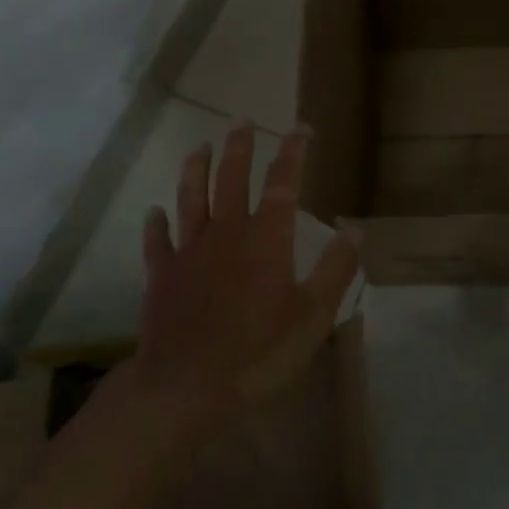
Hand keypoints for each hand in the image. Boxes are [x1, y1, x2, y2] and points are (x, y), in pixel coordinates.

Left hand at [137, 121, 360, 418]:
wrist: (185, 387)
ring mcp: (189, 251)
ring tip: (198, 146)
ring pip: (191, 197)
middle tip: (241, 121)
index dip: (293, 152)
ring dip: (195, 169)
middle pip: (231, 178)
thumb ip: (335, 269)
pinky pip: (157, 240)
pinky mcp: (161, 275)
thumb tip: (353, 229)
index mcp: (266, 238)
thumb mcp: (313, 316)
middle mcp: (226, 232)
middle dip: (239, 147)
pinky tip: (155, 211)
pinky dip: (156, 223)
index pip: (282, 182)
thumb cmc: (257, 353)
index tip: (300, 128)